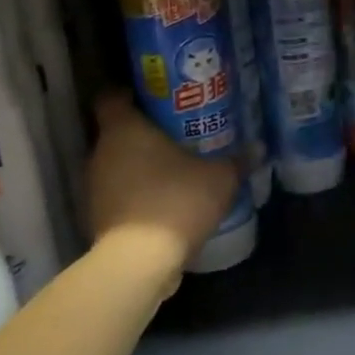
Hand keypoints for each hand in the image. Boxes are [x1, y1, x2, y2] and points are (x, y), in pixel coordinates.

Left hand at [88, 94, 239, 266]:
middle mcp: (102, 152)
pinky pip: (119, 193)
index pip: (112, 97)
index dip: (131, 94)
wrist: (140, 261)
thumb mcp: (220, 178)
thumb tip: (259, 147)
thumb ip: (237, 161)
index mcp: (124, 129)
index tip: (156, 99)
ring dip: (140, 165)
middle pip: (118, 131)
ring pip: (118, 164)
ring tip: (174, 168)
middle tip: (178, 133)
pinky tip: (165, 201)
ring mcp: (95, 186)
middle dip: (145, 132)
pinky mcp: (98, 216)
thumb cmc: (177, 201)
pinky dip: (137, 193)